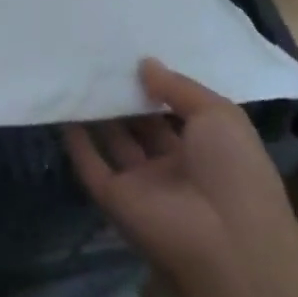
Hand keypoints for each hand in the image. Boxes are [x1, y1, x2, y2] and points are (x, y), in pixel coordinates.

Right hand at [65, 60, 297, 283]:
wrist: (226, 240)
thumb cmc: (234, 170)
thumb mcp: (218, 114)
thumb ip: (178, 87)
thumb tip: (145, 63)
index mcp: (206, 149)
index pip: (175, 112)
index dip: (157, 86)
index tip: (133, 56)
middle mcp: (173, 166)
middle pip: (141, 126)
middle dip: (124, 96)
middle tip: (100, 59)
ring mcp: (142, 183)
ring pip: (114, 142)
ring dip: (98, 114)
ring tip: (77, 75)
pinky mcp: (114, 198)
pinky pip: (91, 165)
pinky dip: (76, 141)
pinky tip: (63, 109)